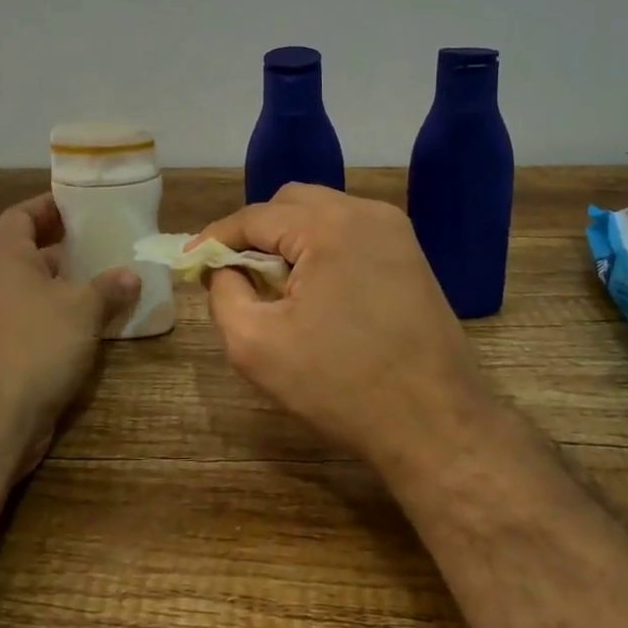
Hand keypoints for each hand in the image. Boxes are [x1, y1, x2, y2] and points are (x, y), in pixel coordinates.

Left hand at [0, 194, 139, 480]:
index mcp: (4, 258)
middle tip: (95, 242)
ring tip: (100, 280)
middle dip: (58, 245)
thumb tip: (131, 275)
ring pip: (28, 289)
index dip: (47, 206)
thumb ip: (109, 287)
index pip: (20, 216)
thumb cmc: (37, 345)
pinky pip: (30, 319)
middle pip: (23, 251)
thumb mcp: (83, 309)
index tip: (78, 205)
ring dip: (60, 283)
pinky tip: (88, 324)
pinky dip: (56, 315)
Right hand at [199, 184, 486, 474]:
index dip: (215, 238)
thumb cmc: (341, 387)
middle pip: (290, 203)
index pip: (254, 216)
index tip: (190, 262)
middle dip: (254, 233)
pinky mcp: (410, 254)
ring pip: (322, 214)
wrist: (436, 424)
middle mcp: (366, 213)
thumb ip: (224, 294)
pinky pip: (350, 232)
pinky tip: (315, 291)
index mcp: (329, 227)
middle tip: (234, 275)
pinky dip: (321, 248)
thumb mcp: (256, 346)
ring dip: (289, 239)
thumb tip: (222, 268)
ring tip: (274, 286)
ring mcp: (395, 231)